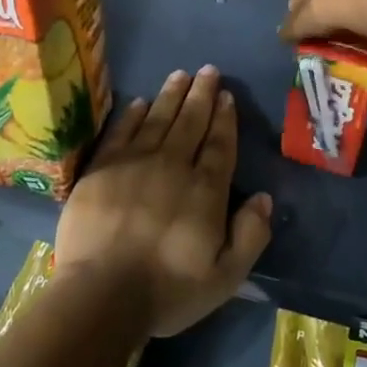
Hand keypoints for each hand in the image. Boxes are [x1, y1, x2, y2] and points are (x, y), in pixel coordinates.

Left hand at [54, 66, 272, 339]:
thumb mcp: (225, 276)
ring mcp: (134, 163)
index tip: (226, 95)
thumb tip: (265, 198)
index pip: (219, 144)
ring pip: (157, 119)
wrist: (101, 295)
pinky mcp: (102, 169)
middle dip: (201, 94)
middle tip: (208, 71)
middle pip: (190, 122)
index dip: (224, 118)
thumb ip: (250, 235)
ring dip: (171, 95)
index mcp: (205, 190)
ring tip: (181, 74)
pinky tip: (139, 102)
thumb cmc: (167, 290)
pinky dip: (131, 115)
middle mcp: (172, 166)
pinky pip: (121, 132)